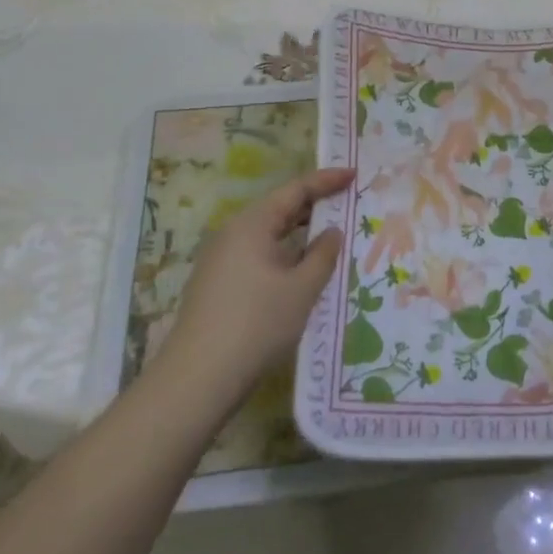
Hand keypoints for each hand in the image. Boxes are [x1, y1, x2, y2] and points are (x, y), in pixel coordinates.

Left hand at [159, 167, 353, 407]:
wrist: (197, 380)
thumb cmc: (256, 324)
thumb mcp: (301, 288)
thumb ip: (322, 254)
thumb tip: (332, 232)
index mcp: (251, 224)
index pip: (295, 190)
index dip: (326, 180)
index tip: (354, 173)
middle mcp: (232, 234)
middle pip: (279, 208)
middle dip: (314, 204)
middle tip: (348, 202)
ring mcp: (221, 260)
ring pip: (268, 234)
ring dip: (299, 233)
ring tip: (331, 235)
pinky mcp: (217, 285)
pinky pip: (258, 255)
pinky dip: (284, 253)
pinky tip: (301, 270)